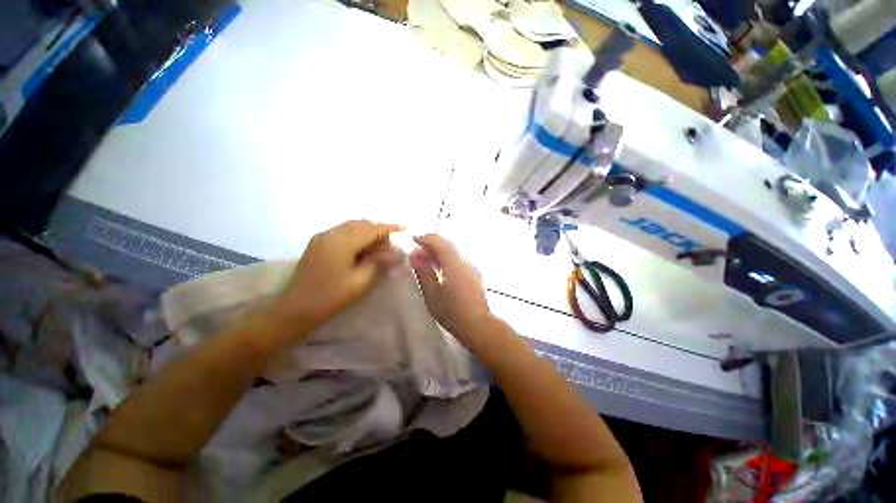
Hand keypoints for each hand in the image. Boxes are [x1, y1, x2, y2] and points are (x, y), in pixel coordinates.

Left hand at [265, 220, 402, 342]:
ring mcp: (323, 237)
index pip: (372, 229)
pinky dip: (357, 236)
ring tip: (379, 249)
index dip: (390, 229)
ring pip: (352, 227)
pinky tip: (363, 250)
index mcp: (341, 241)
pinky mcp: (319, 243)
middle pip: (361, 224)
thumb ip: (379, 262)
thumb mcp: (361, 281)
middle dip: (379, 231)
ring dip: (368, 233)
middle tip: (391, 247)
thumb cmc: (331, 297)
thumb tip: (396, 251)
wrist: (295, 309)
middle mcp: (331, 233)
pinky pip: (343, 232)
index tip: (404, 230)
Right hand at [409, 234, 493, 342]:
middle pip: (447, 245)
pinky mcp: (475, 275)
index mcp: (454, 263)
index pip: (439, 241)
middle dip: (431, 245)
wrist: (477, 325)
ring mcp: (472, 268)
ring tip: (426, 262)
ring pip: (453, 252)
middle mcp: (465, 261)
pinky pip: (458, 260)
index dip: (425, 238)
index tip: (413, 240)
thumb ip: (423, 272)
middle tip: (417, 254)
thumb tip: (415, 256)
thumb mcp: (432, 293)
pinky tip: (440, 271)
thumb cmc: (452, 311)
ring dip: (439, 253)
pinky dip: (447, 260)